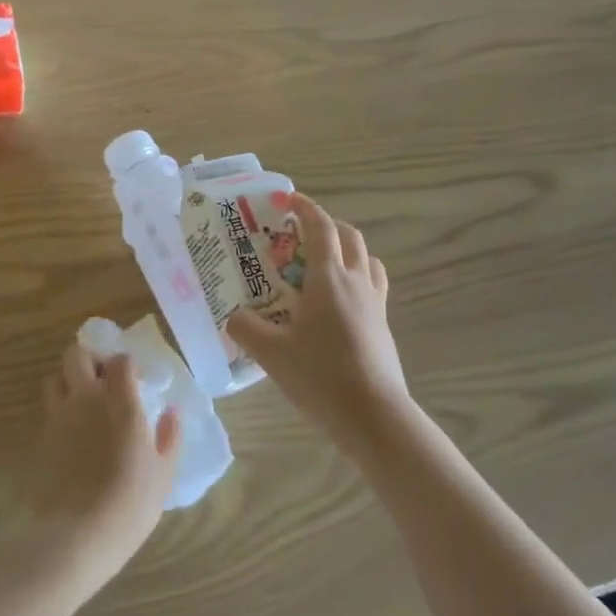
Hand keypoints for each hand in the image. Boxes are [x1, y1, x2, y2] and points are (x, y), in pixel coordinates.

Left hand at [19, 345, 181, 595]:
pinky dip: (59, 410)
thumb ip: (170, 437)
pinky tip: (73, 433)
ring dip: (68, 380)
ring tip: (83, 401)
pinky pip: (48, 409)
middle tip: (104, 380)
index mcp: (120, 402)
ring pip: (54, 377)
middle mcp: (86, 399)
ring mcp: (59, 417)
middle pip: (77, 355)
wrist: (77, 535)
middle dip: (90, 359)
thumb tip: (172, 412)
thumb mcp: (163, 473)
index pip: (120, 360)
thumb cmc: (130, 503)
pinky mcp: (42, 438)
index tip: (136, 381)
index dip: (127, 365)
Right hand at [227, 195, 410, 446]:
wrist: (374, 416)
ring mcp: (375, 304)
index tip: (289, 199)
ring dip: (347, 251)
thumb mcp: (271, 353)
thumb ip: (245, 329)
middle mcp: (356, 282)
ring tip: (323, 264)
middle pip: (349, 237)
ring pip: (367, 260)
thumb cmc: (320, 376)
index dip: (305, 208)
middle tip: (301, 233)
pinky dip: (356, 279)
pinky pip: (373, 287)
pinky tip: (337, 305)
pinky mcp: (383, 326)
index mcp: (328, 278)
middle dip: (327, 225)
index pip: (320, 228)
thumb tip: (232, 317)